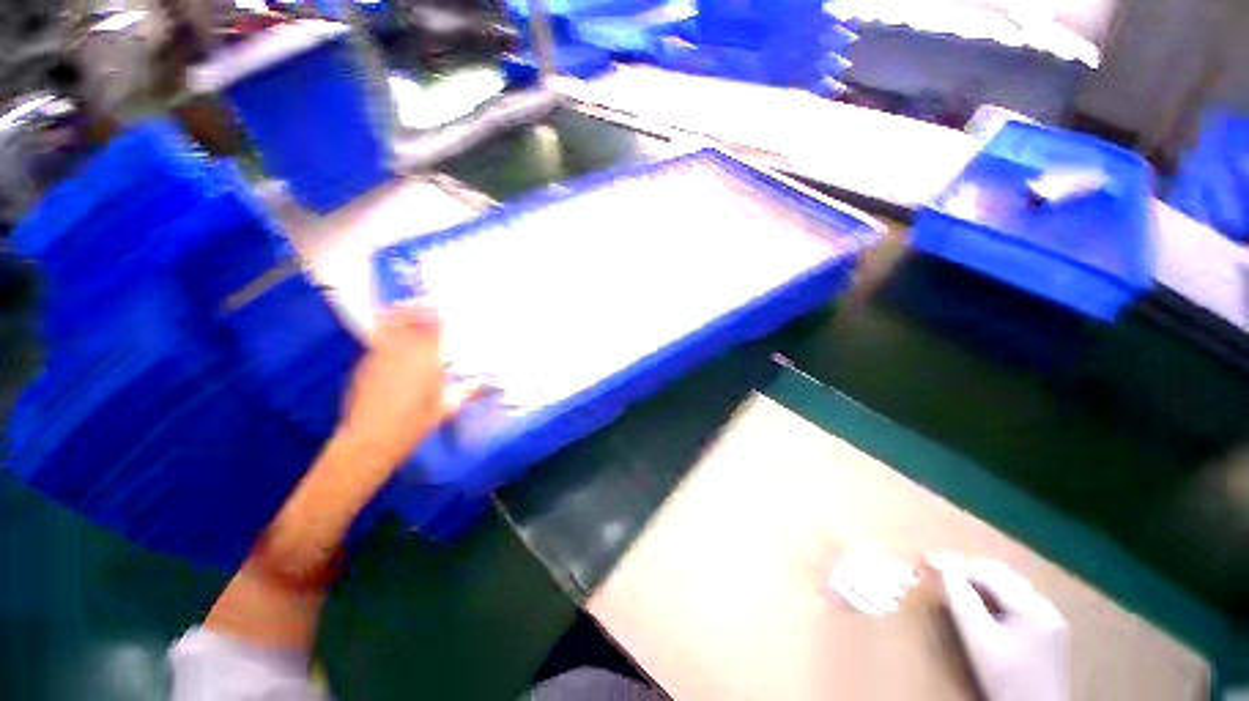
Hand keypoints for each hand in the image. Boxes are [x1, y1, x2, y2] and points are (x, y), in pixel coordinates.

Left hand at [338, 303, 474, 469]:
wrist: (371, 439)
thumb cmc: (415, 424)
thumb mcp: (447, 407)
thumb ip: (466, 391)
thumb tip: (485, 385)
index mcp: (428, 359)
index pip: (434, 329)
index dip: (436, 315)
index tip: (440, 306)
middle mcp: (405, 351)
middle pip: (410, 321)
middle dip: (417, 309)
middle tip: (423, 302)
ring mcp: (381, 356)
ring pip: (391, 326)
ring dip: (399, 315)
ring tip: (403, 308)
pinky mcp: (365, 365)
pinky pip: (379, 340)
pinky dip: (386, 332)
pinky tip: (390, 335)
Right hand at [932, 554, 1069, 700]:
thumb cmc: (1006, 681)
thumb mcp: (979, 642)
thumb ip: (962, 602)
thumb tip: (941, 569)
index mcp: (1033, 607)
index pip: (989, 574)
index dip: (958, 568)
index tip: (931, 567)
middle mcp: (1046, 607)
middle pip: (1002, 577)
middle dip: (970, 574)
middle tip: (942, 577)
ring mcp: (1051, 620)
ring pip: (1010, 589)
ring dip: (982, 586)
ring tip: (958, 592)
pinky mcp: (1049, 633)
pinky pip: (1018, 604)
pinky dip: (996, 600)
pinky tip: (983, 611)